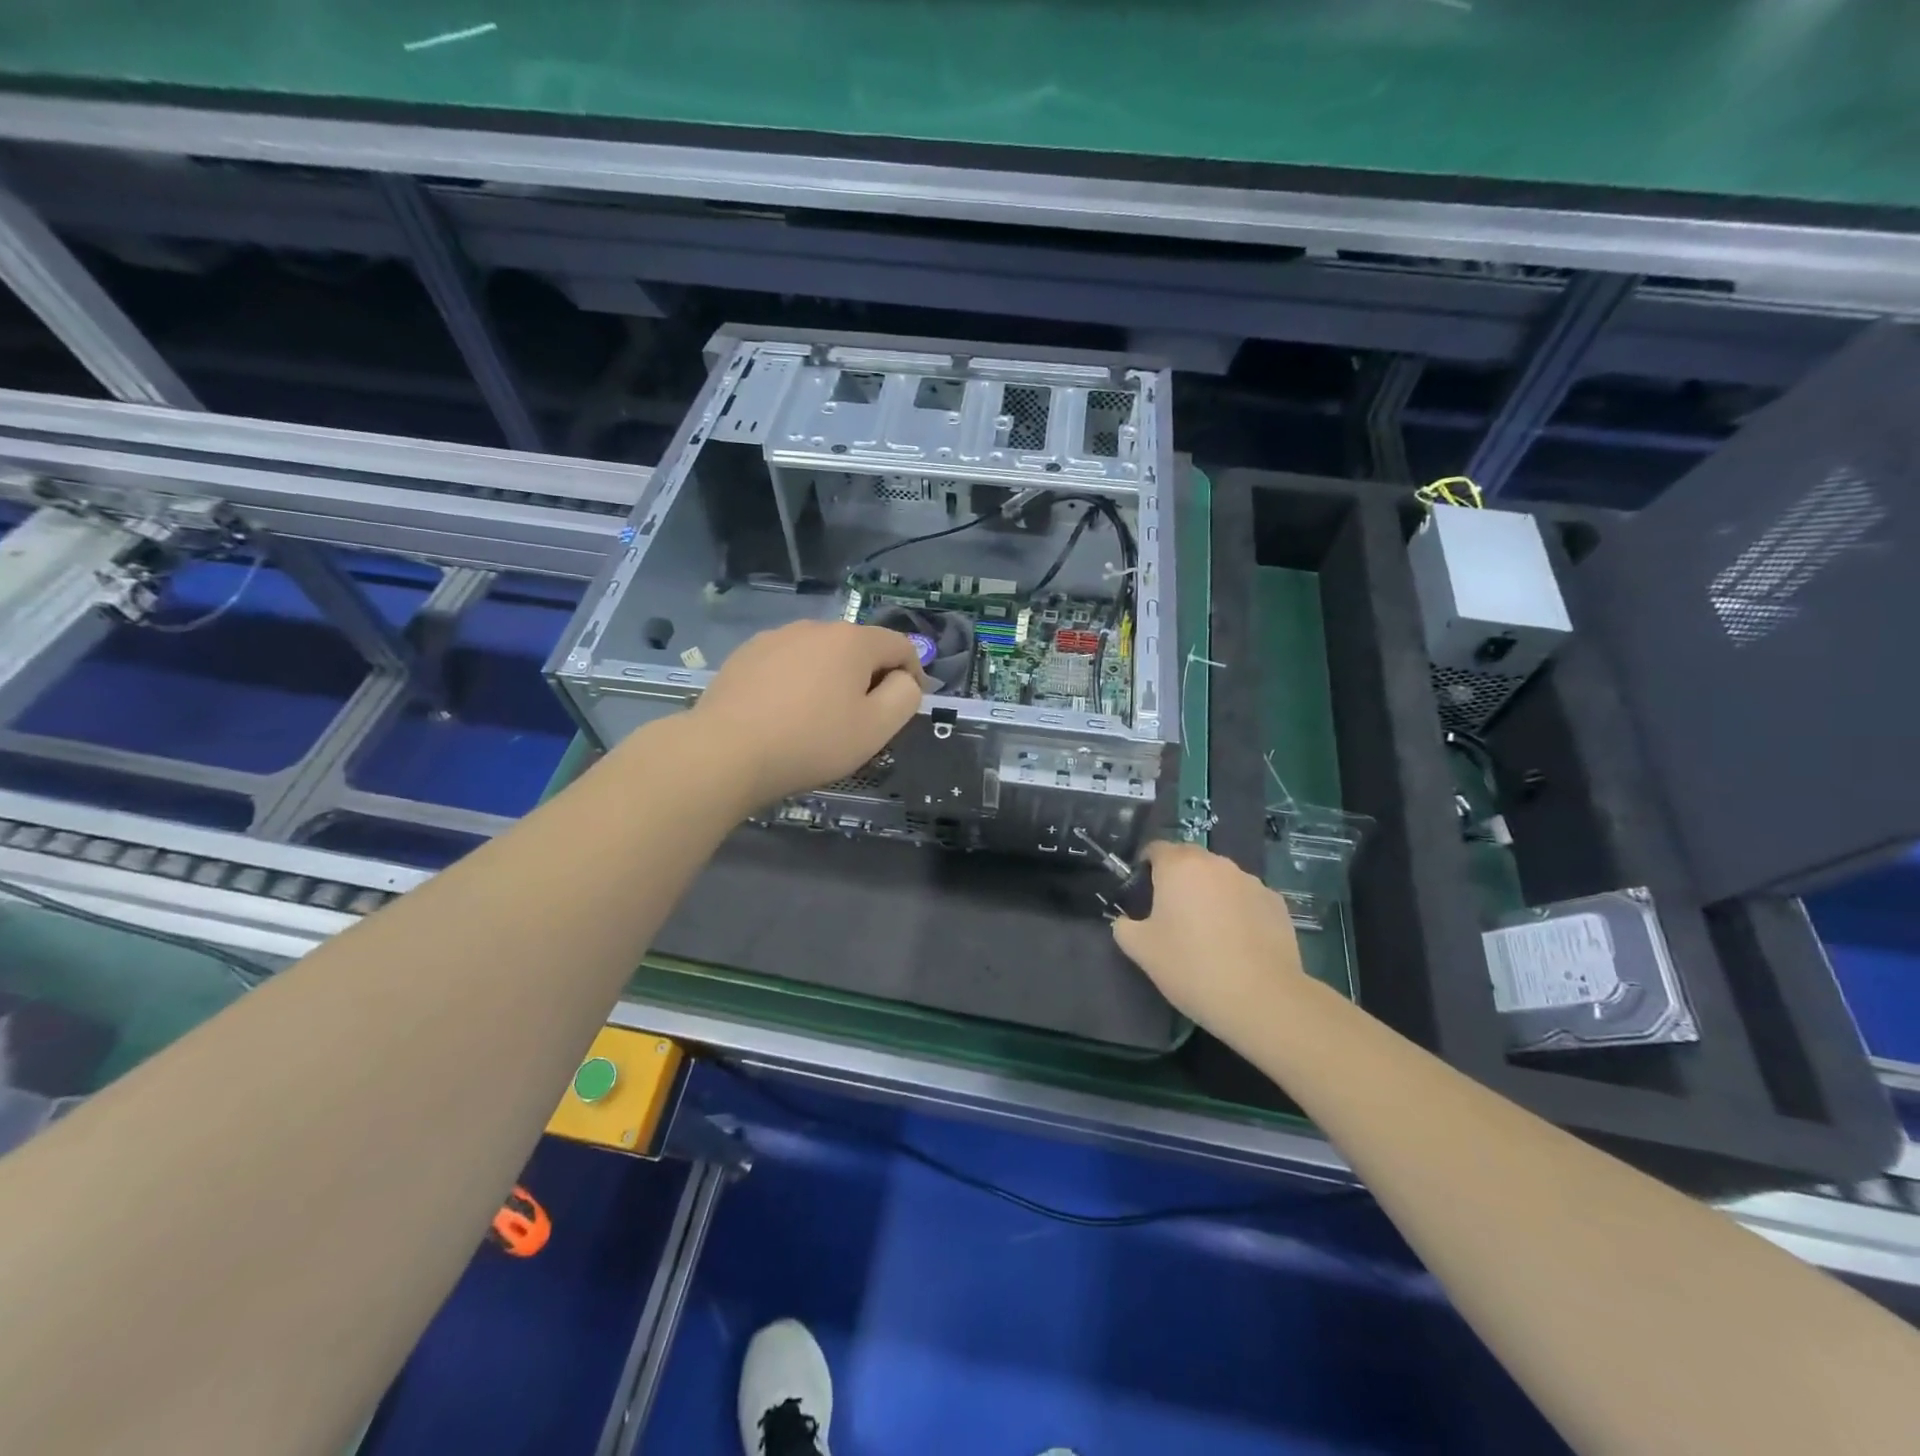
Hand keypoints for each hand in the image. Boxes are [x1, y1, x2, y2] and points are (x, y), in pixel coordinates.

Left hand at [692, 621, 927, 806]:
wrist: (725, 752)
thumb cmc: (811, 741)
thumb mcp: (876, 728)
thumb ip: (904, 697)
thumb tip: (903, 680)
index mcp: (852, 640)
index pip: (900, 645)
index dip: (913, 674)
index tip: (906, 706)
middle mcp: (814, 627)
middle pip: (859, 648)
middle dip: (869, 678)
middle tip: (862, 720)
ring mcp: (775, 638)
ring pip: (820, 655)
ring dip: (831, 679)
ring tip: (819, 719)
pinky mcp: (745, 655)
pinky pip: (787, 664)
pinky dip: (797, 682)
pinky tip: (783, 714)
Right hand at [1111, 842, 1307, 1040]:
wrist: (1261, 999)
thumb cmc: (1191, 967)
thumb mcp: (1140, 950)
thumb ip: (1124, 926)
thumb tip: (1126, 921)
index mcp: (1179, 866)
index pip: (1156, 848)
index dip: (1145, 867)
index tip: (1143, 894)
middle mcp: (1216, 863)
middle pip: (1190, 860)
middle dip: (1179, 879)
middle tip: (1173, 916)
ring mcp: (1251, 881)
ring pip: (1221, 879)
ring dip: (1210, 894)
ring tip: (1209, 932)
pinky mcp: (1276, 903)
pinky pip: (1247, 898)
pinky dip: (1238, 911)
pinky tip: (1238, 943)